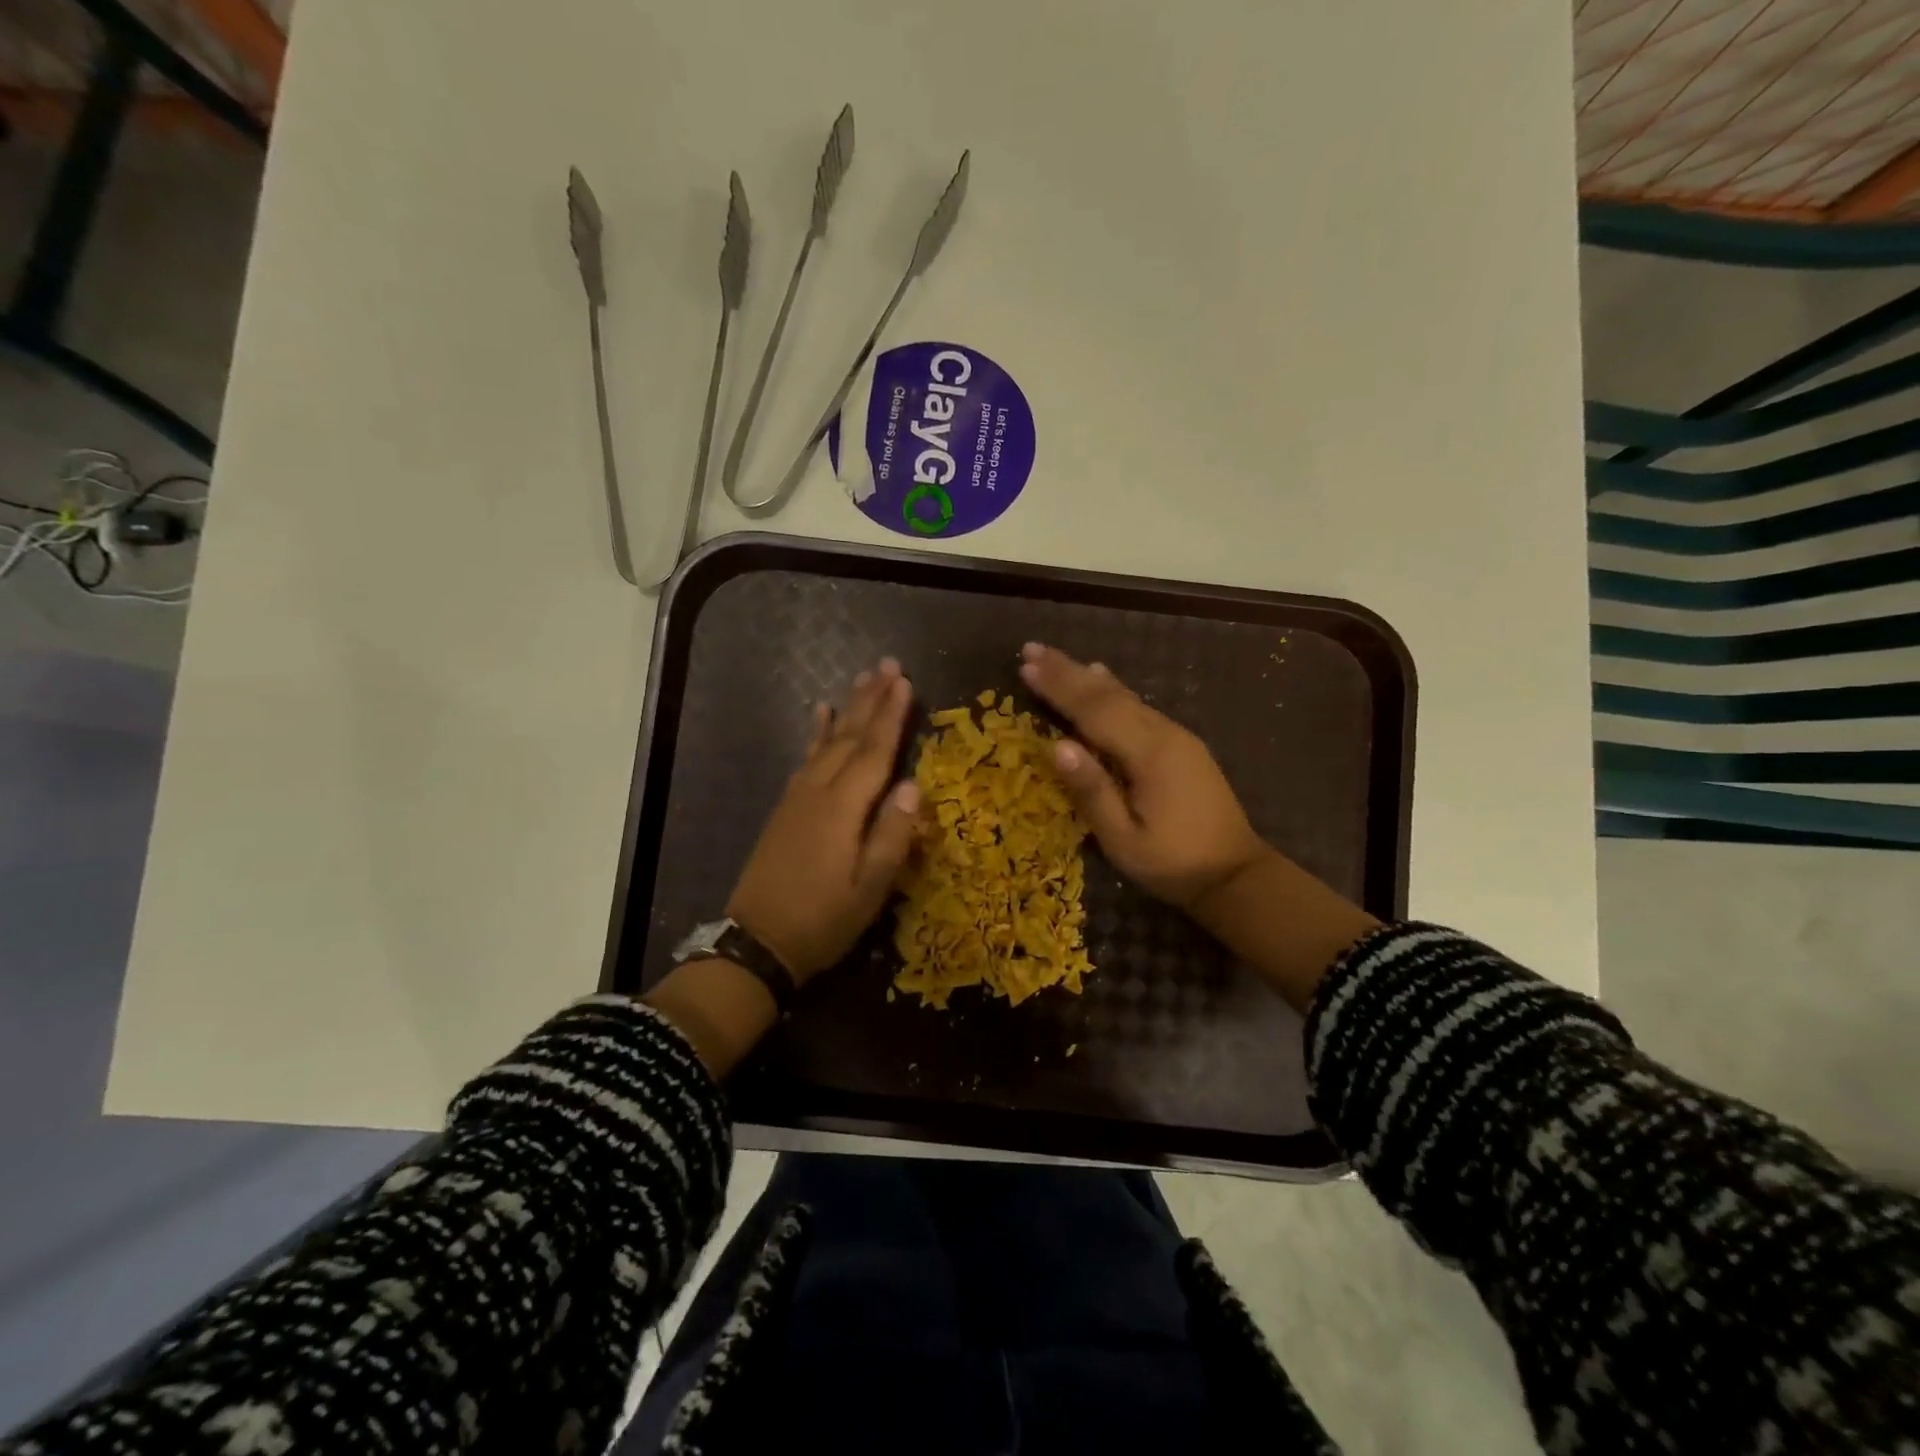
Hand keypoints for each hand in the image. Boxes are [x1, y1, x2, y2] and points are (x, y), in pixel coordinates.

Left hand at [726, 659, 921, 983]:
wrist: (757, 942)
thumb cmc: (822, 920)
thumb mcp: (869, 889)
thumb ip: (892, 836)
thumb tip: (913, 785)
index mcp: (842, 808)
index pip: (874, 752)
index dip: (892, 716)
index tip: (906, 682)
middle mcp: (818, 791)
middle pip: (850, 736)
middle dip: (871, 699)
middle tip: (889, 665)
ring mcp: (798, 797)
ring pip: (828, 741)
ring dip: (847, 708)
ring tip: (862, 679)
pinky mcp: (786, 807)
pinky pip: (806, 757)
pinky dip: (816, 733)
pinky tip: (820, 715)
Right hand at [1018, 643, 1269, 912]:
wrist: (1236, 874)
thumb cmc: (1173, 863)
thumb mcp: (1123, 839)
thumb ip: (1092, 791)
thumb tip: (1057, 746)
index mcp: (1149, 755)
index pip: (1094, 711)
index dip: (1058, 687)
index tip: (1025, 665)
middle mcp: (1164, 734)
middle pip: (1108, 695)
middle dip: (1067, 671)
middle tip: (1031, 648)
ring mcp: (1177, 737)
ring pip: (1125, 696)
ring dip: (1086, 676)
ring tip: (1055, 659)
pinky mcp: (1182, 745)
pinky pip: (1139, 707)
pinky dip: (1112, 690)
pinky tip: (1102, 678)